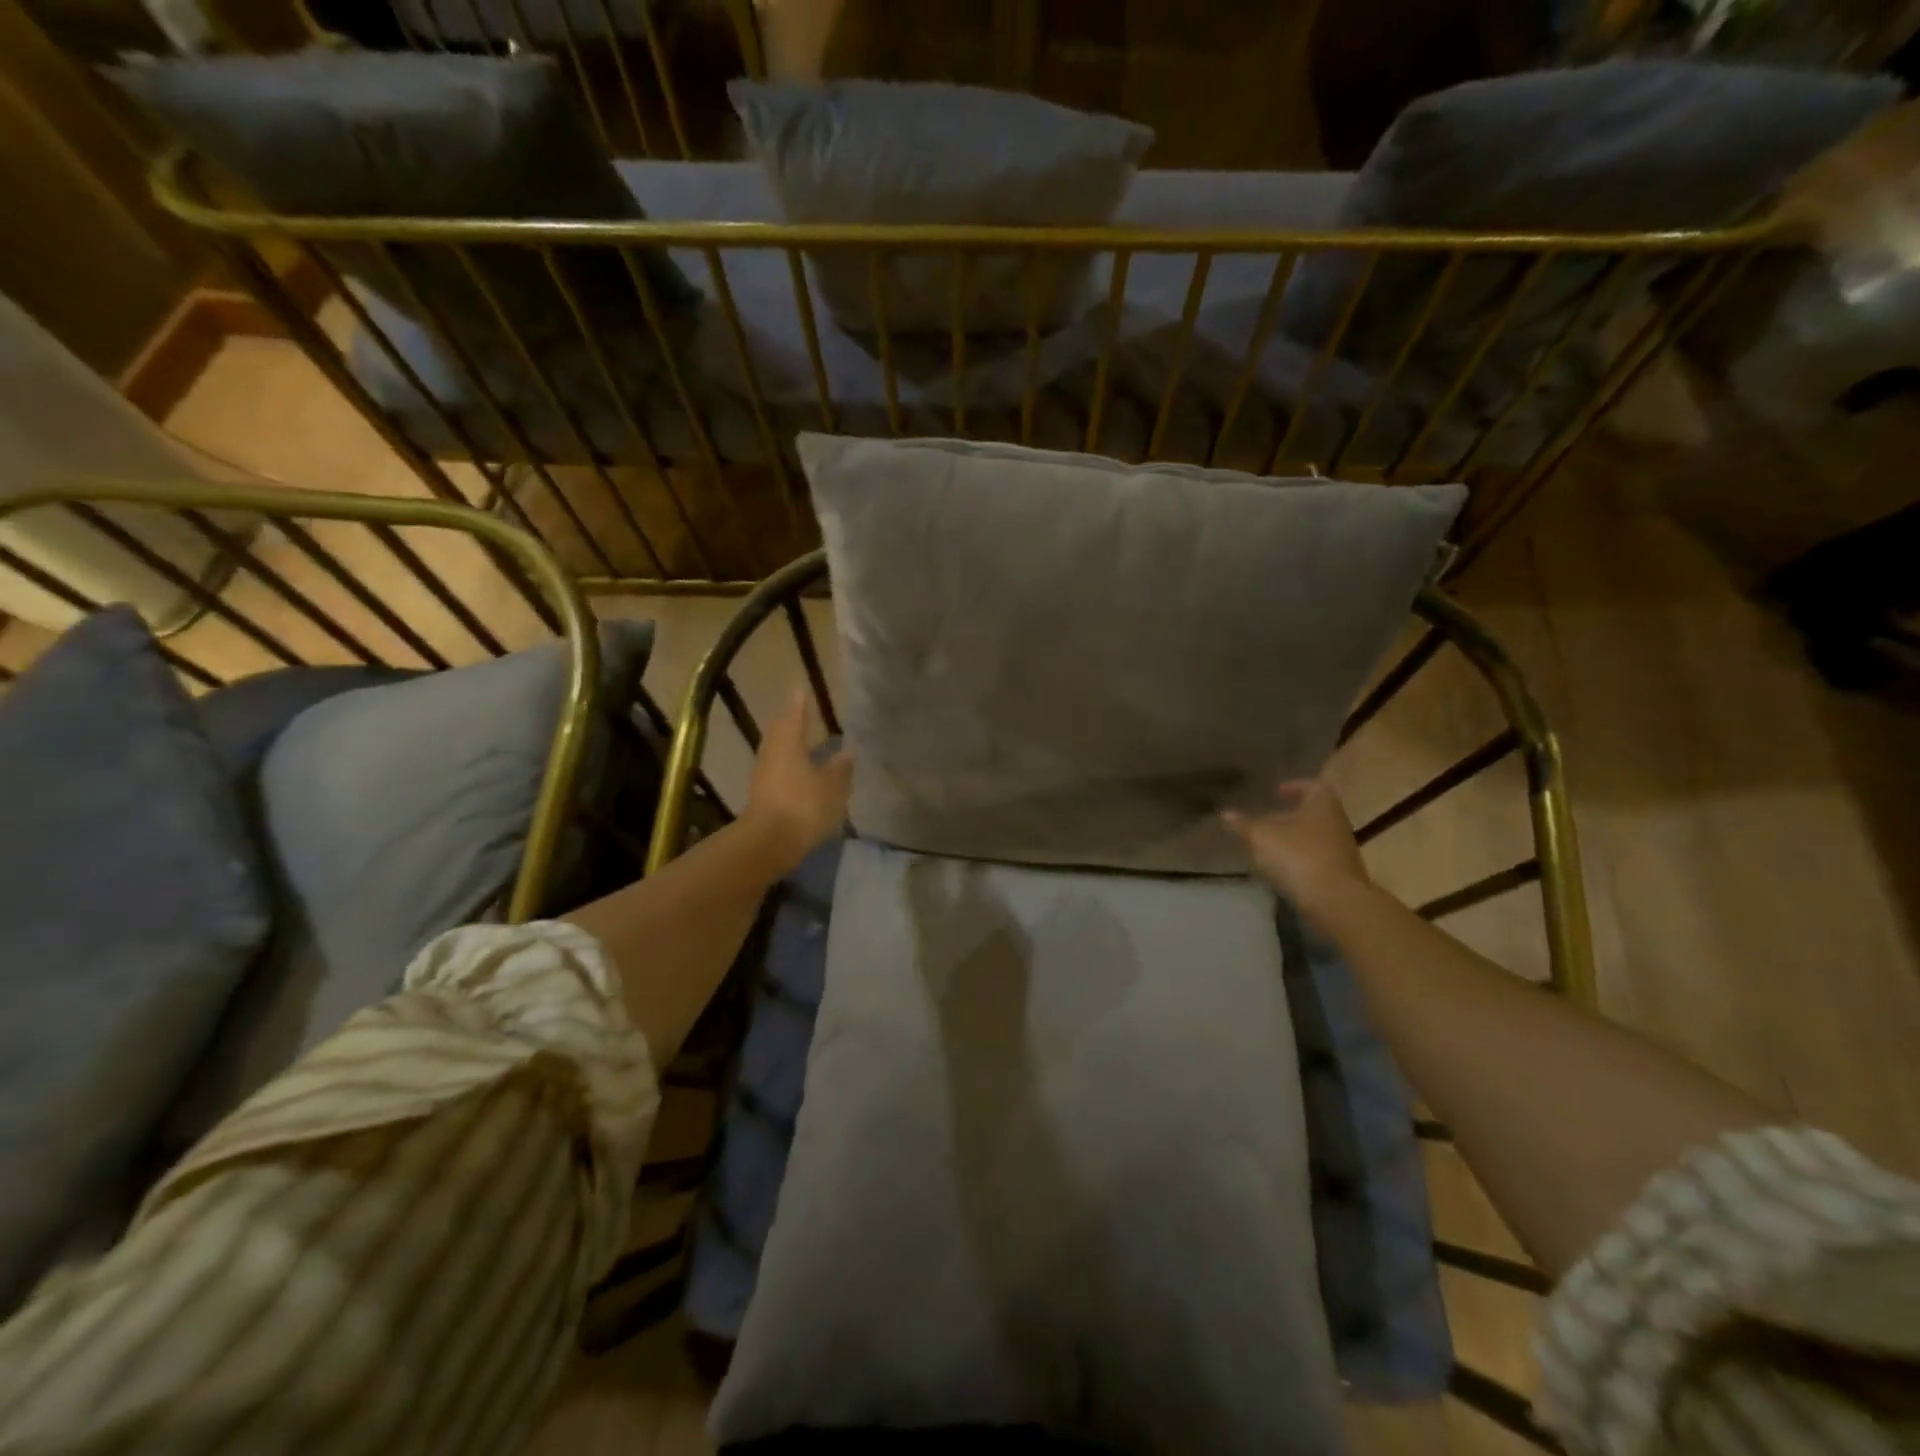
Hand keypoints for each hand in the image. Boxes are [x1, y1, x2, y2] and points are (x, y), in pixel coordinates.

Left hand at [742, 686, 852, 874]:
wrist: (768, 844)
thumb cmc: (803, 807)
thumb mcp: (832, 787)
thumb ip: (841, 768)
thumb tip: (847, 751)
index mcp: (788, 743)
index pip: (795, 715)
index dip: (800, 703)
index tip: (801, 688)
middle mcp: (772, 753)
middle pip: (781, 731)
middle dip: (793, 722)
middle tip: (803, 712)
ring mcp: (763, 775)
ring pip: (779, 752)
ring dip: (791, 745)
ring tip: (806, 741)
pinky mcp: (762, 796)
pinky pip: (778, 771)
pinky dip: (790, 766)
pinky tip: (802, 772)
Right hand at [1223, 778, 1370, 914]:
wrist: (1335, 901)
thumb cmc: (1298, 856)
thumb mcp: (1260, 837)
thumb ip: (1243, 824)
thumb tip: (1225, 814)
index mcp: (1322, 804)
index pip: (1312, 786)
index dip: (1294, 787)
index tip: (1277, 792)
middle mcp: (1337, 822)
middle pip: (1313, 813)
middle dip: (1290, 816)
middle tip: (1266, 821)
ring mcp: (1342, 850)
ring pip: (1314, 837)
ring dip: (1293, 840)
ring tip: (1268, 847)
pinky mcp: (1341, 874)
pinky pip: (1316, 859)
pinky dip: (1299, 860)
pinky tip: (1281, 870)